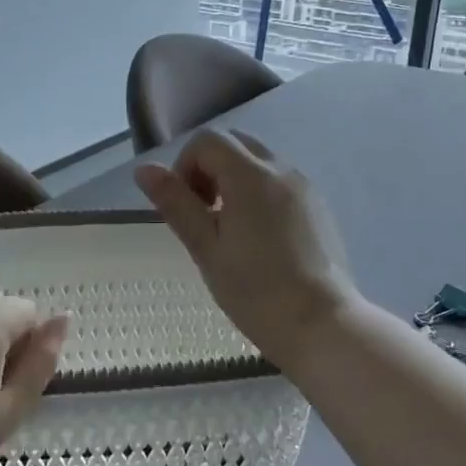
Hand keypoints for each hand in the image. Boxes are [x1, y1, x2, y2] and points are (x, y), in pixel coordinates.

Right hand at [135, 129, 359, 369]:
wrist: (321, 324)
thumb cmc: (256, 291)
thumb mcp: (206, 249)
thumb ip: (176, 204)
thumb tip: (144, 169)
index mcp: (250, 175)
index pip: (207, 141)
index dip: (185, 165)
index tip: (185, 206)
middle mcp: (281, 170)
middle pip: (235, 143)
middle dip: (209, 168)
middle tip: (203, 215)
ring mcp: (304, 187)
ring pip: (259, 162)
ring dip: (234, 180)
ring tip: (229, 230)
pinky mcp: (318, 207)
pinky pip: (280, 183)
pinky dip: (259, 193)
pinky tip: (258, 239)